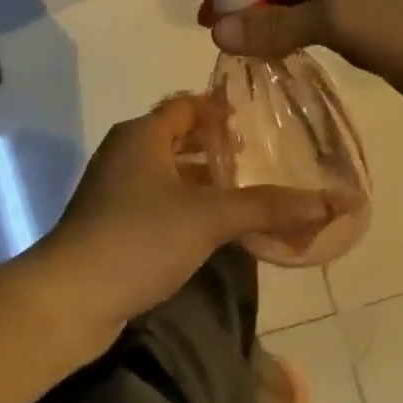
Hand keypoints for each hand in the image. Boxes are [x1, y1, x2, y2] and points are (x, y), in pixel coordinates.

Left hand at [28, 96, 332, 350]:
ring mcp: (113, 188)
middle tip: (259, 159)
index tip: (258, 121)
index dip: (220, 109)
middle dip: (215, 147)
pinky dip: (183, 205)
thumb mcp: (209, 218)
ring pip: (166, 171)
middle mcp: (125, 152)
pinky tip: (210, 229)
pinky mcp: (109, 222)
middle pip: (177, 136)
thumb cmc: (139, 238)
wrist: (70, 297)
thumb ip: (268, 207)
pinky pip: (155, 201)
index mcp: (142, 134)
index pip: (186, 105)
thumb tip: (332, 202)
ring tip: (243, 194)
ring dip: (200, 179)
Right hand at [201, 0, 402, 116]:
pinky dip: (279, 35)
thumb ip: (277, 25)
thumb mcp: (339, 20)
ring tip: (231, 47)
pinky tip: (263, 56)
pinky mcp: (350, 27)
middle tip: (213, 30)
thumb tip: (215, 33)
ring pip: (283, 0)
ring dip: (257, 19)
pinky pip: (301, 24)